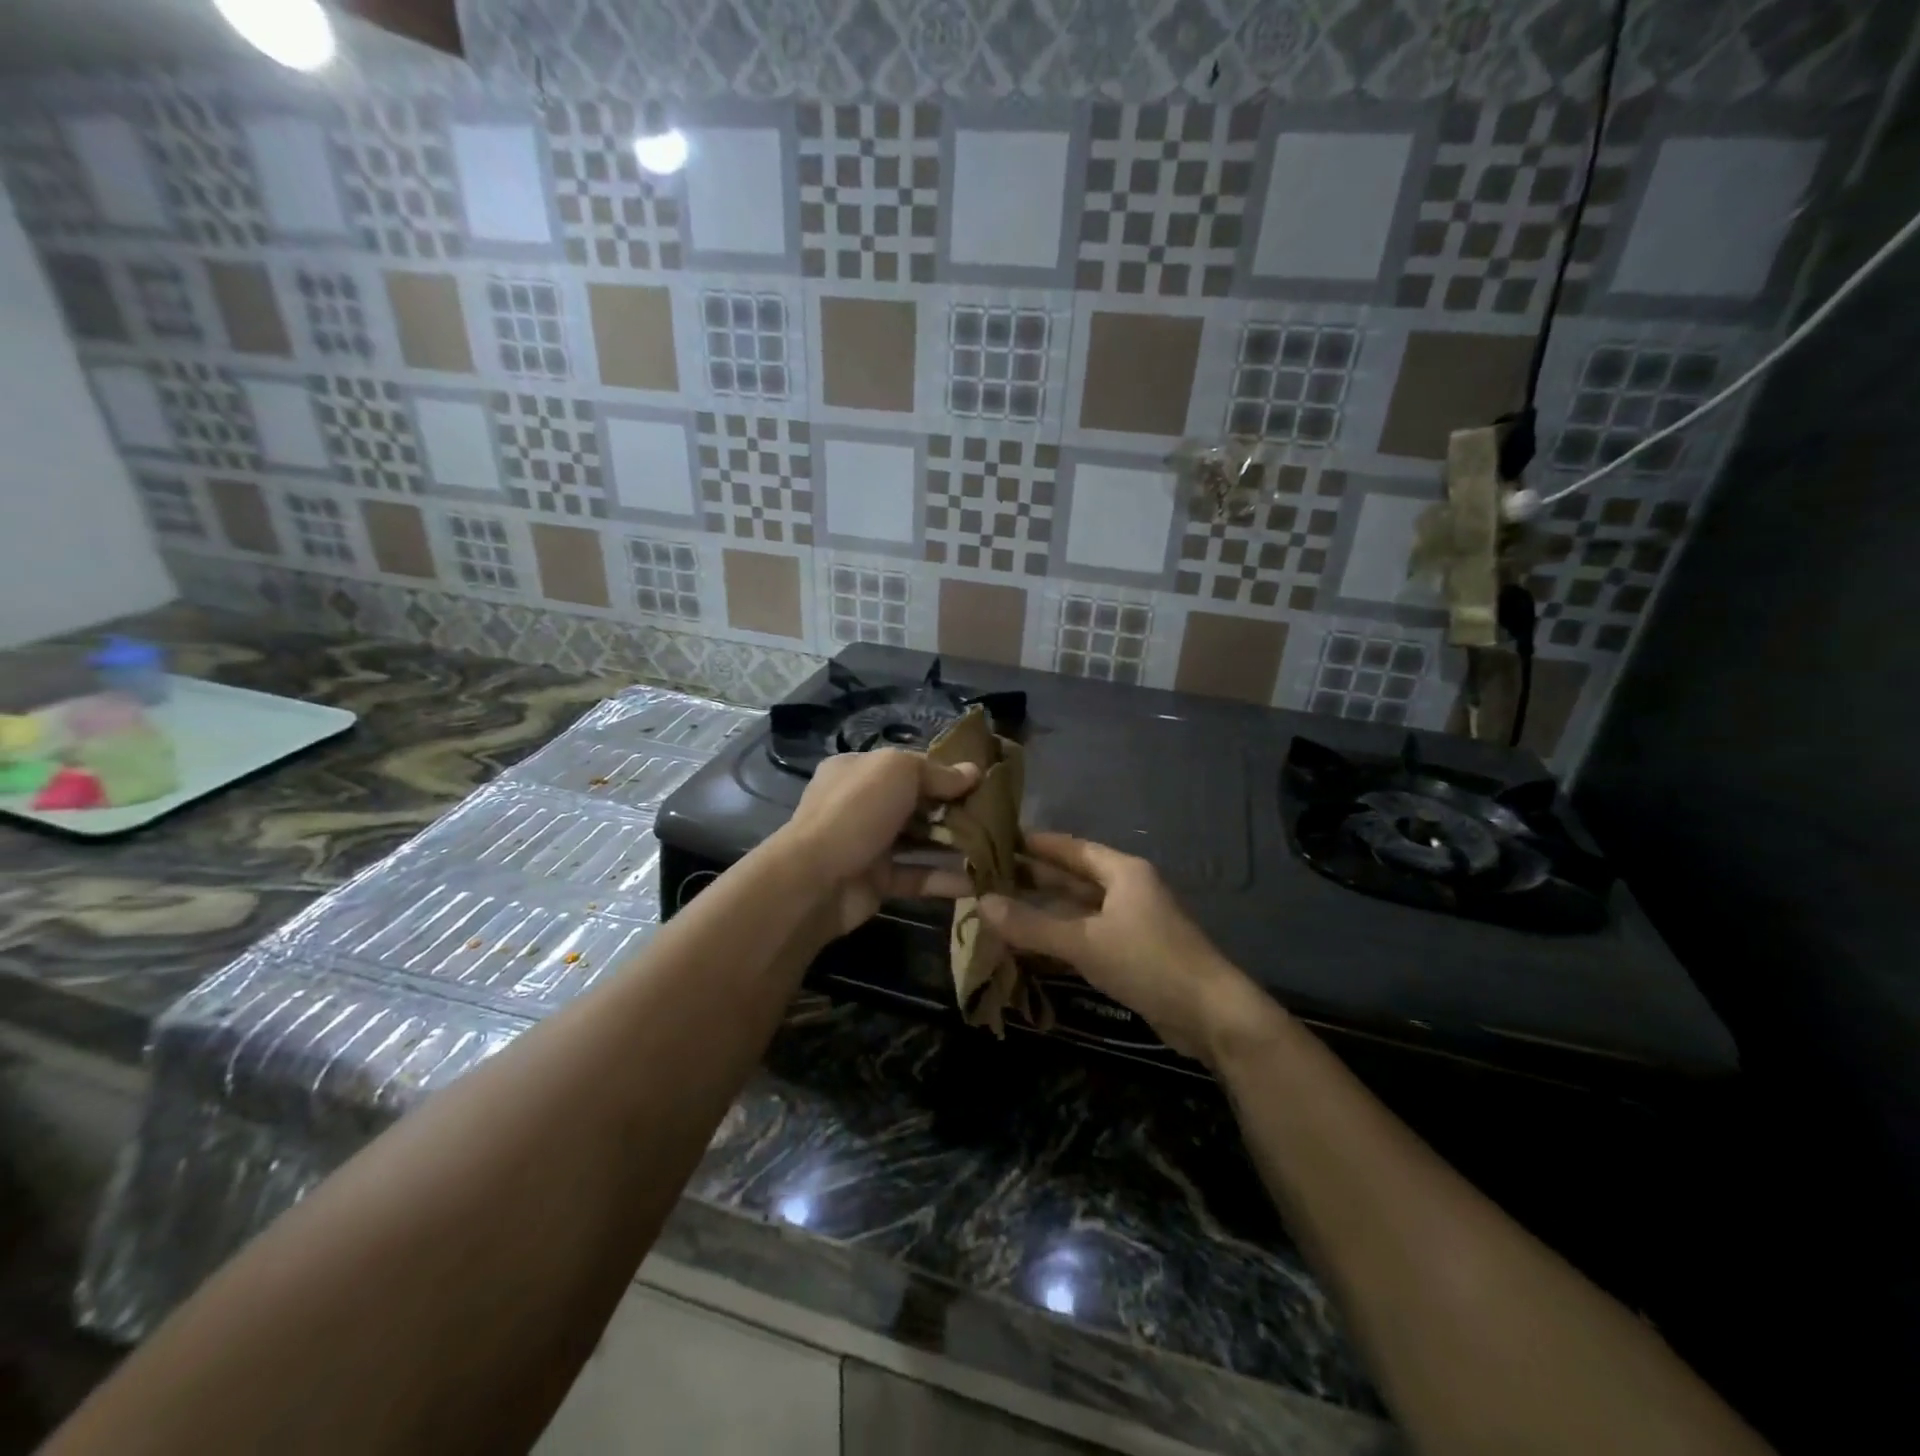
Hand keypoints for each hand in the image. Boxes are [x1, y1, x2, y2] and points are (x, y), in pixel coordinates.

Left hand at [774, 748, 976, 936]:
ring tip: (996, 847)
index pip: (909, 766)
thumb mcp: (899, 772)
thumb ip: (938, 772)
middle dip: (954, 809)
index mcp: (860, 770)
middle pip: (917, 803)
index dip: (945, 771)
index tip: (982, 781)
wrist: (815, 880)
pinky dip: (945, 878)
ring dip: (955, 844)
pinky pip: (917, 876)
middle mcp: (863, 804)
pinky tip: (979, 879)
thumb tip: (974, 772)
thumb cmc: (857, 811)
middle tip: (997, 816)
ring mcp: (869, 844)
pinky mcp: (878, 881)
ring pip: (920, 840)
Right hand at [977, 833, 1262, 1061]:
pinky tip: (1028, 944)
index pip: (1071, 848)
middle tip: (987, 876)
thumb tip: (981, 903)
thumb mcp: (1086, 942)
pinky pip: (1085, 937)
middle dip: (1032, 878)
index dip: (1036, 844)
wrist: (1211, 1016)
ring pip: (1077, 910)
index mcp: (1122, 872)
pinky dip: (1058, 938)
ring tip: (998, 906)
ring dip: (1042, 910)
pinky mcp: (1130, 955)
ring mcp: (1130, 923)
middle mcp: (1126, 890)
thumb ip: (1032, 925)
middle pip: (1072, 878)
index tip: (998, 839)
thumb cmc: (1149, 962)